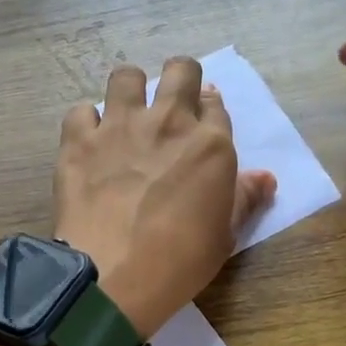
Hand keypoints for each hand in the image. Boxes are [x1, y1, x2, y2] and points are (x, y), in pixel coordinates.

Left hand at [54, 58, 275, 335]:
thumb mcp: (224, 234)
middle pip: (180, 71)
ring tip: (126, 114)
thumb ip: (244, 198)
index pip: (216, 105)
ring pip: (125, 76)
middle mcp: (167, 122)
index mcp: (210, 144)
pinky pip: (81, 111)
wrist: (114, 274)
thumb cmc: (181, 260)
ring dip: (129, 89)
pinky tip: (88, 142)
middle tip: (171, 105)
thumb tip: (266, 178)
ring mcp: (119, 127)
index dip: (210, 110)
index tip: (202, 122)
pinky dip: (86, 123)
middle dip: (180, 78)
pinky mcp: (79, 141)